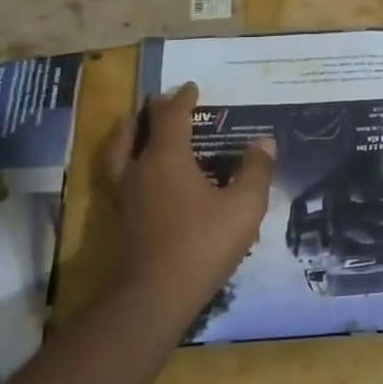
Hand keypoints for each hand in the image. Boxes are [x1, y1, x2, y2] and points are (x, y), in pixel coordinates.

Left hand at [102, 83, 273, 314]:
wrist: (153, 296)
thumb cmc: (202, 244)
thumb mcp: (244, 206)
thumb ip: (256, 171)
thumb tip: (265, 142)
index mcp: (167, 159)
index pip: (171, 117)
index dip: (182, 99)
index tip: (191, 87)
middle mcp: (139, 171)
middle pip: (136, 131)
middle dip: (150, 113)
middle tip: (161, 103)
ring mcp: (124, 197)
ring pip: (118, 155)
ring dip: (128, 136)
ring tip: (135, 131)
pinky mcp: (119, 222)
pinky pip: (120, 179)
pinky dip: (127, 165)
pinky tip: (142, 178)